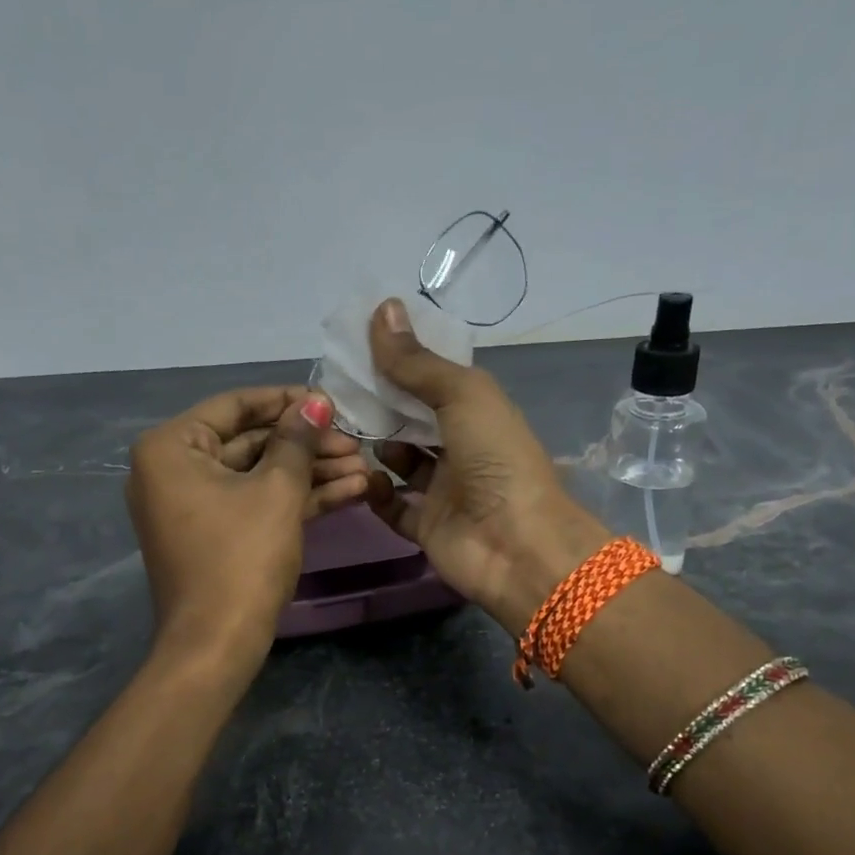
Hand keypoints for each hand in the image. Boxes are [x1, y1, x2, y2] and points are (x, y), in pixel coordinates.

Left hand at [128, 387, 367, 666]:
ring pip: (259, 476)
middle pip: (251, 442)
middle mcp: (174, 470)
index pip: (235, 406)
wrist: (217, 644)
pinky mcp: (216, 534)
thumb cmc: (242, 557)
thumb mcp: (276, 491)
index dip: (288, 401)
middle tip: (356, 442)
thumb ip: (298, 440)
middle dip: (308, 445)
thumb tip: (318, 401)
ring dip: (312, 473)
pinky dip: (297, 499)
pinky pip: (256, 503)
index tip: (332, 401)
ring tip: (365, 470)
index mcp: (172, 448)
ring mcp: (195, 506)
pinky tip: (350, 492)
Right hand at [363, 298, 608, 631]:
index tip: (358, 349)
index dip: (401, 364)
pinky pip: (394, 507)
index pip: (433, 381)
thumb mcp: (462, 396)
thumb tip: (382, 308)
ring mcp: (444, 490)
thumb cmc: (496, 459)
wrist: (517, 546)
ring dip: (376, 448)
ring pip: (400, 462)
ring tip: (344, 433)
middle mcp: (462, 448)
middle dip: (380, 406)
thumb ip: (417, 362)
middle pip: (413, 421)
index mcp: (478, 412)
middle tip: (338, 392)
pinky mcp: (427, 527)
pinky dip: (377, 493)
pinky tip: (364, 478)